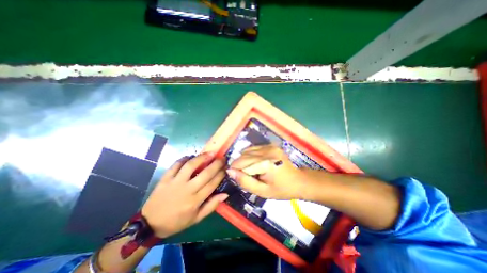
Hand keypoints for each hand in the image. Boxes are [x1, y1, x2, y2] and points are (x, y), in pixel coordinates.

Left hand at [141, 154, 228, 238]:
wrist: (150, 224)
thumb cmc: (177, 222)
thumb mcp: (196, 219)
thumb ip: (212, 206)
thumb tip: (225, 194)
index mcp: (195, 201)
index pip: (212, 183)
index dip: (221, 174)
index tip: (226, 168)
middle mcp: (187, 189)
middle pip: (205, 173)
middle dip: (216, 164)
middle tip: (222, 158)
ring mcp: (175, 182)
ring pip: (191, 166)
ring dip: (202, 158)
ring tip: (210, 153)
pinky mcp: (165, 178)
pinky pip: (176, 165)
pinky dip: (184, 158)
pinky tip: (191, 157)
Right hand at [226, 145, 303, 199]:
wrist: (299, 180)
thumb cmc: (281, 189)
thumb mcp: (262, 191)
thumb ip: (245, 182)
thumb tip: (230, 172)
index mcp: (266, 163)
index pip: (241, 163)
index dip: (236, 171)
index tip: (237, 178)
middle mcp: (267, 151)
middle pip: (243, 155)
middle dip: (239, 165)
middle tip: (244, 176)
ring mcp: (269, 146)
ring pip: (247, 151)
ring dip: (244, 160)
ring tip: (251, 170)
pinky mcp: (270, 145)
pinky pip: (253, 148)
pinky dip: (250, 155)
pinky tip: (256, 163)